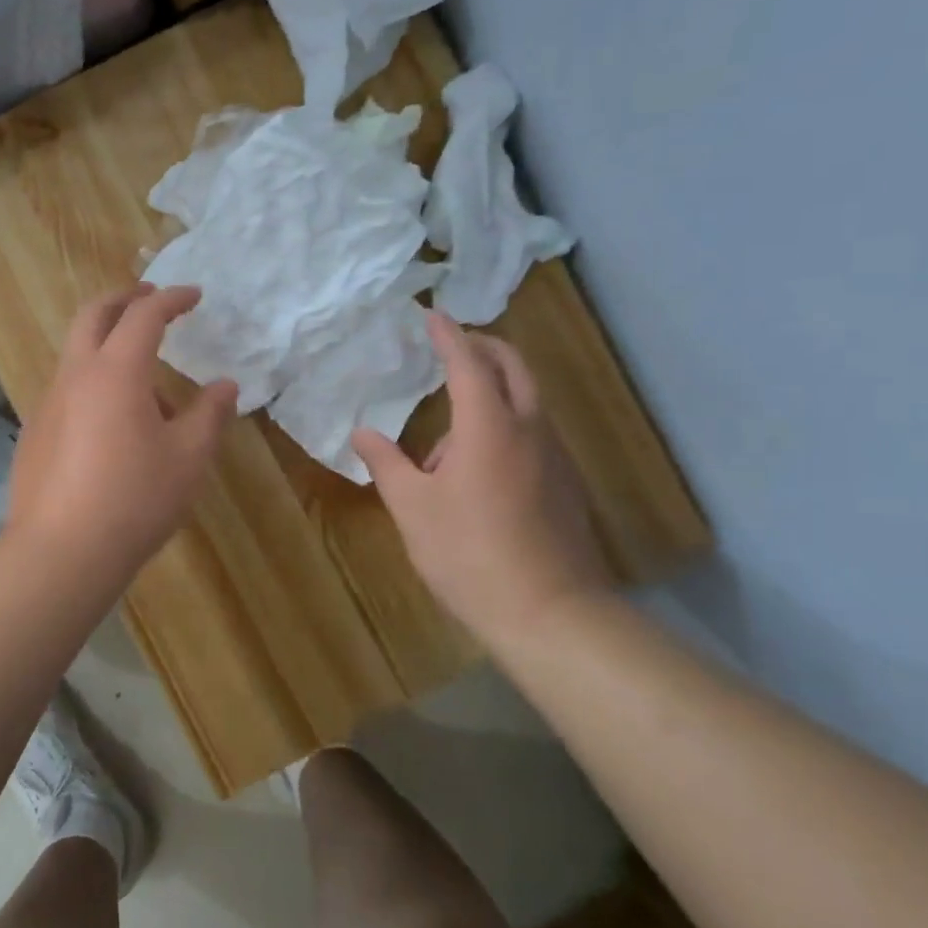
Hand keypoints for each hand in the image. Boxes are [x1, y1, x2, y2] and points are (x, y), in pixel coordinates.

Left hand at [6, 284, 238, 583]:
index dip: (171, 299)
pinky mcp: (35, 432)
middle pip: (94, 315)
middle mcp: (76, 375)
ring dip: (110, 348)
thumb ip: (210, 415)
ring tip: (150, 393)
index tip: (194, 296)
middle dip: (124, 299)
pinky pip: (68, 390)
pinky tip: (115, 430)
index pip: (145, 314)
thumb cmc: (135, 499)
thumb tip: (226, 386)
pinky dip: (94, 384)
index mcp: (116, 371)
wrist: (61, 552)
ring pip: (78, 354)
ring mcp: (48, 403)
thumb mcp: (188, 458)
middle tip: (150, 299)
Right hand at [352, 312, 608, 638]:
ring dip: (492, 393)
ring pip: (526, 402)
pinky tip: (477, 471)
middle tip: (454, 345)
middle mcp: (529, 429)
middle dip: (484, 348)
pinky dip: (506, 425)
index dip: (448, 335)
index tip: (432, 314)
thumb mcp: (413, 509)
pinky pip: (533, 434)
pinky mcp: (565, 483)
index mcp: (489, 427)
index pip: (467, 363)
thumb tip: (362, 432)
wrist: (550, 613)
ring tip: (446, 442)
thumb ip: (386, 463)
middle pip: (513, 367)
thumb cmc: (469, 554)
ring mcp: (554, 456)